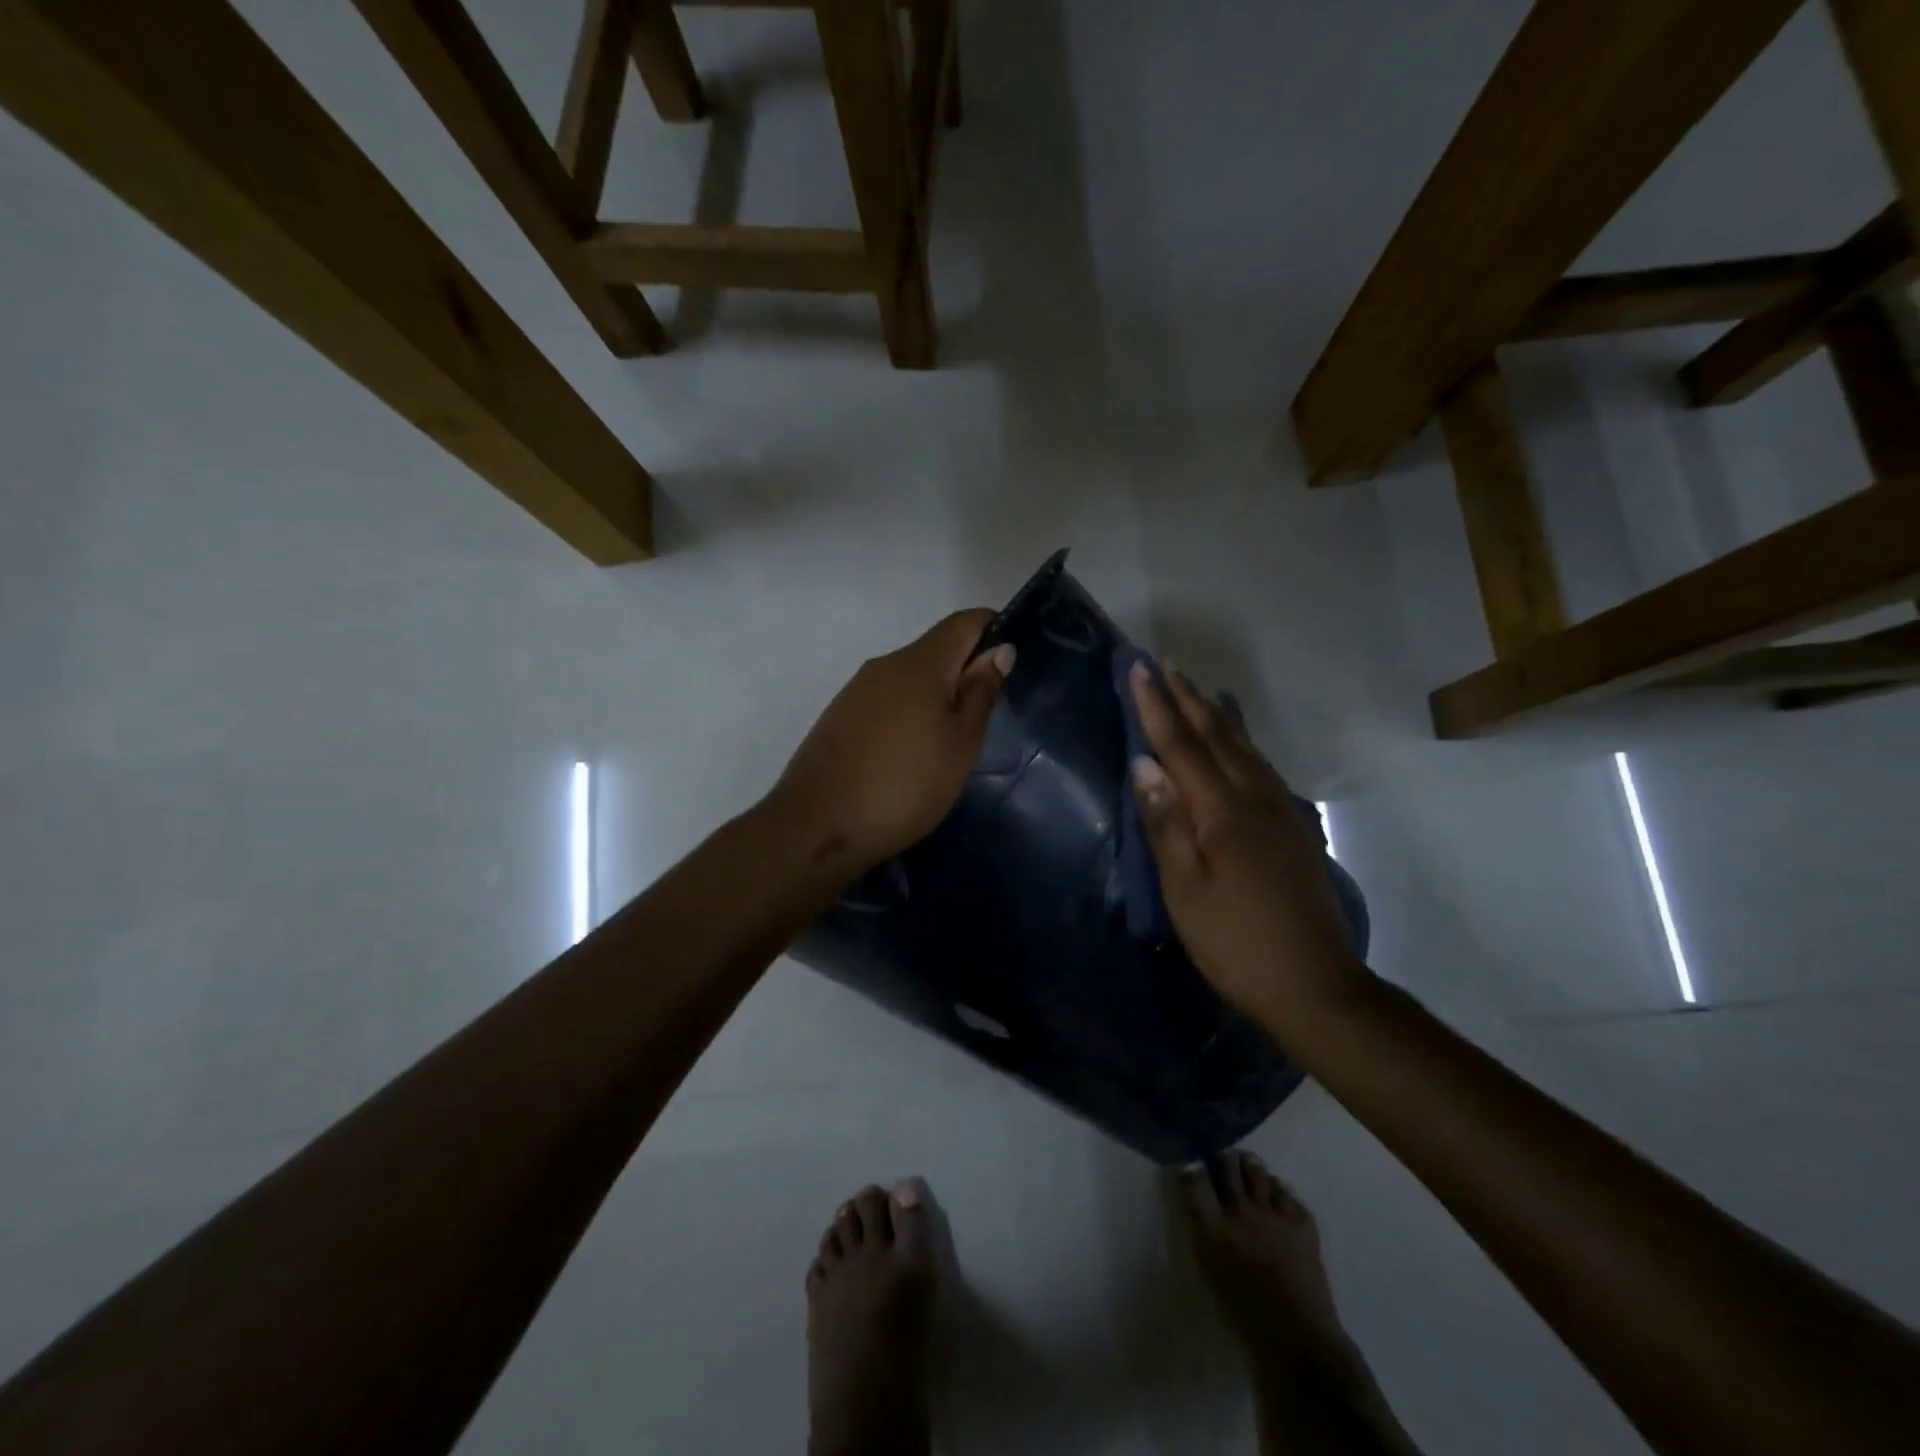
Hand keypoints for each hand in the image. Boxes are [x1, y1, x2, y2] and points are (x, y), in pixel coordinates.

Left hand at [770, 609, 1014, 877]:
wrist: (817, 826)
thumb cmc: (904, 786)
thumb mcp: (960, 745)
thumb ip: (980, 693)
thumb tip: (1000, 649)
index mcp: (920, 663)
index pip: (964, 622)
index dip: (993, 630)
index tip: (1010, 666)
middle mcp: (885, 664)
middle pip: (936, 648)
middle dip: (966, 670)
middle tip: (986, 717)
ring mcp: (857, 689)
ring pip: (910, 677)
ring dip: (937, 695)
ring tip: (950, 741)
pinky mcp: (840, 715)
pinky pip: (887, 699)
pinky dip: (910, 712)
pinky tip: (912, 752)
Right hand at [1127, 662, 1366, 1028]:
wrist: (1317, 985)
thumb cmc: (1236, 942)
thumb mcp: (1185, 891)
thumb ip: (1166, 824)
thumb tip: (1144, 765)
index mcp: (1224, 814)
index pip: (1181, 747)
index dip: (1157, 708)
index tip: (1138, 670)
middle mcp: (1256, 800)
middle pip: (1217, 737)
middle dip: (1186, 699)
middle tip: (1163, 666)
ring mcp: (1282, 812)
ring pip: (1244, 748)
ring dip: (1215, 714)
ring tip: (1195, 689)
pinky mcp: (1296, 828)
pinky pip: (1262, 767)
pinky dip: (1243, 741)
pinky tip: (1238, 742)